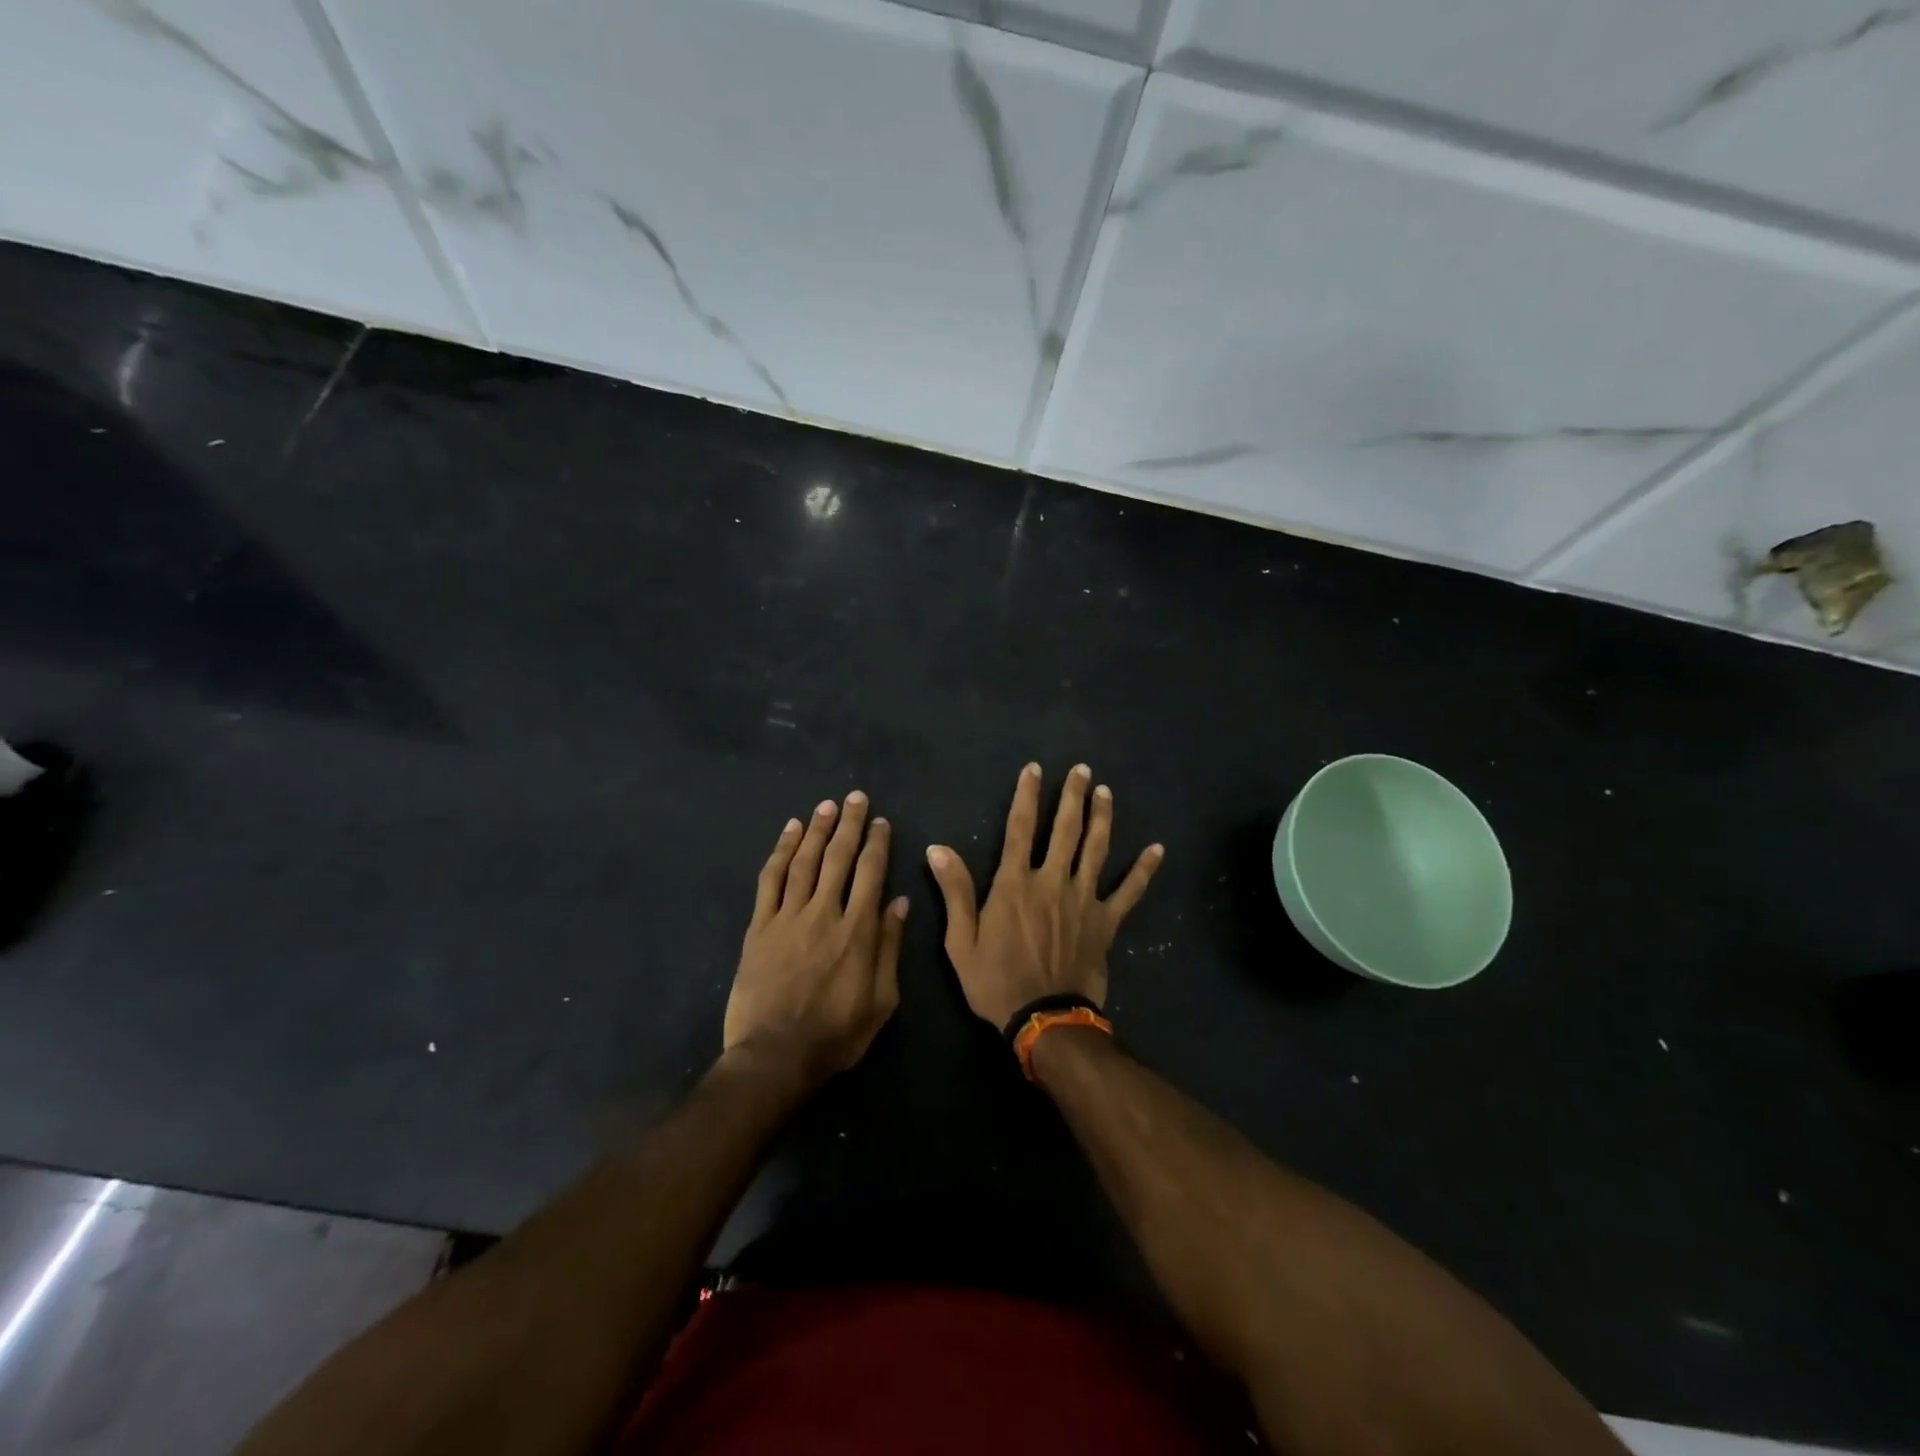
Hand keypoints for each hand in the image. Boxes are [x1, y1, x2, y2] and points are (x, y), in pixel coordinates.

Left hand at [724, 792, 907, 1080]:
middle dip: (850, 824)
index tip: (881, 822)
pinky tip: (789, 832)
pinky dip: (780, 851)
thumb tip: (899, 902)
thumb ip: (890, 947)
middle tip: (856, 797)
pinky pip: (771, 879)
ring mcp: (788, 917)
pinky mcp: (760, 926)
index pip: (871, 873)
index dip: (877, 843)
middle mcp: (824, 913)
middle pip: (838, 857)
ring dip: (817, 829)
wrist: (775, 1056)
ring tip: (827, 806)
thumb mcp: (881, 1000)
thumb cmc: (836, 1034)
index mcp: (857, 930)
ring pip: (804, 861)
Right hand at [927, 763, 1162, 1029]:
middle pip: (1065, 830)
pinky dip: (1144, 870)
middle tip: (1082, 770)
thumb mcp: (962, 941)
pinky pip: (1129, 892)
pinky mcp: (1107, 922)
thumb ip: (955, 892)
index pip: (1019, 828)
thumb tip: (937, 849)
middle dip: (1073, 796)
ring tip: (1105, 792)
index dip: (1026, 796)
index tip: (1034, 769)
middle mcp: (1053, 881)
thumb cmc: (997, 982)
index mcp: (1016, 884)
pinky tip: (1158, 849)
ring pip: (1097, 849)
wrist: (1044, 1020)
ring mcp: (1084, 900)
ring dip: (1102, 818)